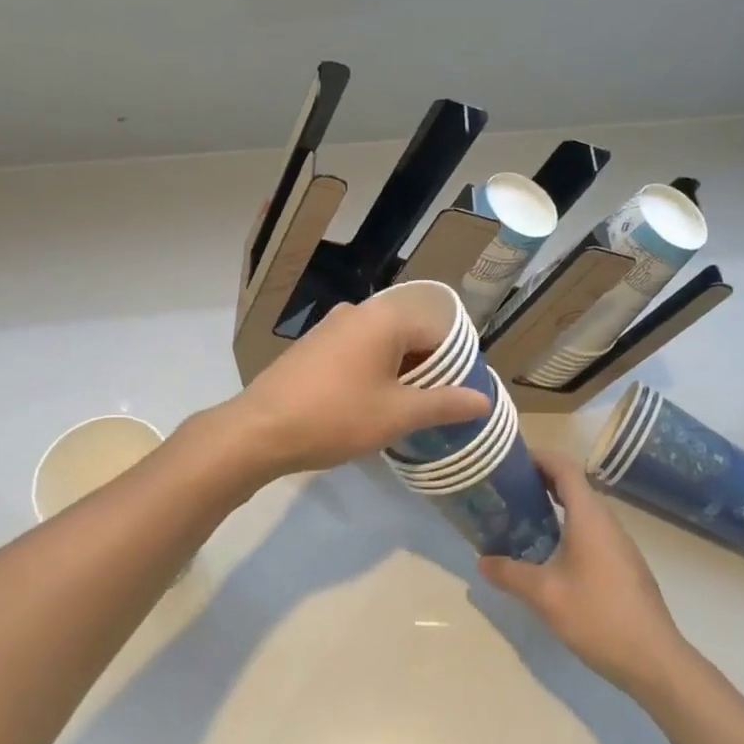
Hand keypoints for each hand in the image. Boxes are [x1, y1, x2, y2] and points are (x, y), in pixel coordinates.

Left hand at [217, 299, 490, 479]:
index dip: (455, 367)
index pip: (438, 334)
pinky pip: (356, 354)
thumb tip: (484, 400)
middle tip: (435, 411)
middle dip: (426, 373)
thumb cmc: (336, 417)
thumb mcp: (397, 415)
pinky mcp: (312, 346)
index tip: (459, 400)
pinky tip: (369, 407)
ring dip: (398, 376)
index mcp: (385, 318)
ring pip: (382, 347)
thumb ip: (444, 404)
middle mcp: (358, 312)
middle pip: (409, 338)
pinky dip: (372, 375)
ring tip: (405, 414)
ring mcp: (330, 327)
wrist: (259, 431)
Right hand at [479, 452, 691, 697]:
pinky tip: (548, 554)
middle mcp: (607, 522)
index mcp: (589, 517)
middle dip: (540, 481)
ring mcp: (619, 544)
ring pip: (583, 510)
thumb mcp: (544, 595)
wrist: (654, 660)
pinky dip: (567, 527)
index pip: (565, 468)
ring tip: (520, 519)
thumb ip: (510, 574)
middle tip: (506, 490)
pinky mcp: (624, 565)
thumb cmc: (597, 616)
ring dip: (554, 506)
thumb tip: (482, 561)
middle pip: (574, 485)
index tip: (510, 460)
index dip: (539, 457)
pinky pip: (591, 531)